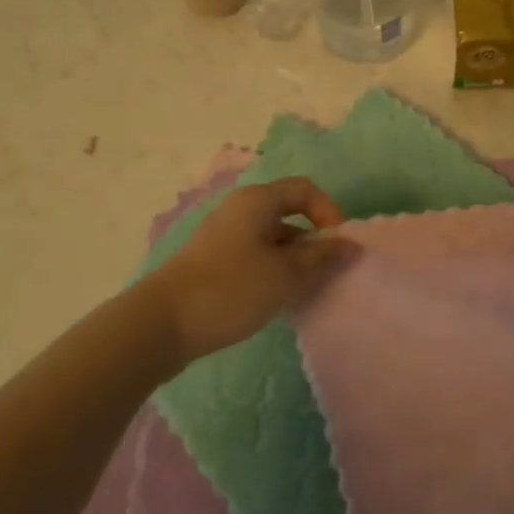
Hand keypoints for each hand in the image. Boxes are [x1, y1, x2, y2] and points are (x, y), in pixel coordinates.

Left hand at [141, 177, 359, 364]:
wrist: (162, 323)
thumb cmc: (230, 289)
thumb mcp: (284, 275)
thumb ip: (321, 258)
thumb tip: (351, 245)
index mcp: (257, 201)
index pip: (305, 189)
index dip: (329, 212)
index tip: (337, 247)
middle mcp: (240, 209)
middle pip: (289, 213)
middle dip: (313, 241)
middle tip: (325, 275)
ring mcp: (224, 235)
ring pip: (272, 238)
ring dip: (293, 260)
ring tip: (303, 292)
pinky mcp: (213, 261)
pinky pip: (254, 255)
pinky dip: (272, 270)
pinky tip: (275, 299)